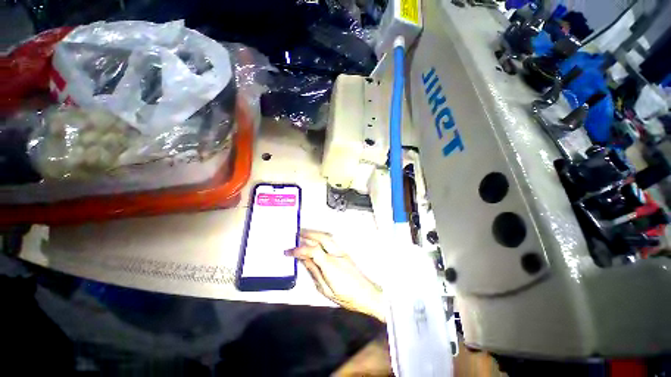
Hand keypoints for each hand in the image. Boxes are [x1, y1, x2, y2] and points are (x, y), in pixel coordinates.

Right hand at [286, 231, 384, 321]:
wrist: (366, 294)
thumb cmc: (346, 296)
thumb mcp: (325, 289)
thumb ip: (314, 272)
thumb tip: (304, 260)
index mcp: (331, 265)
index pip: (313, 250)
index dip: (299, 249)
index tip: (289, 251)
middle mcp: (336, 254)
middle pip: (322, 238)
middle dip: (308, 234)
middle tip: (297, 233)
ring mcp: (342, 252)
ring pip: (327, 237)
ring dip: (315, 234)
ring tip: (304, 234)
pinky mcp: (344, 253)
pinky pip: (331, 241)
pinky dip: (321, 238)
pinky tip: (316, 240)